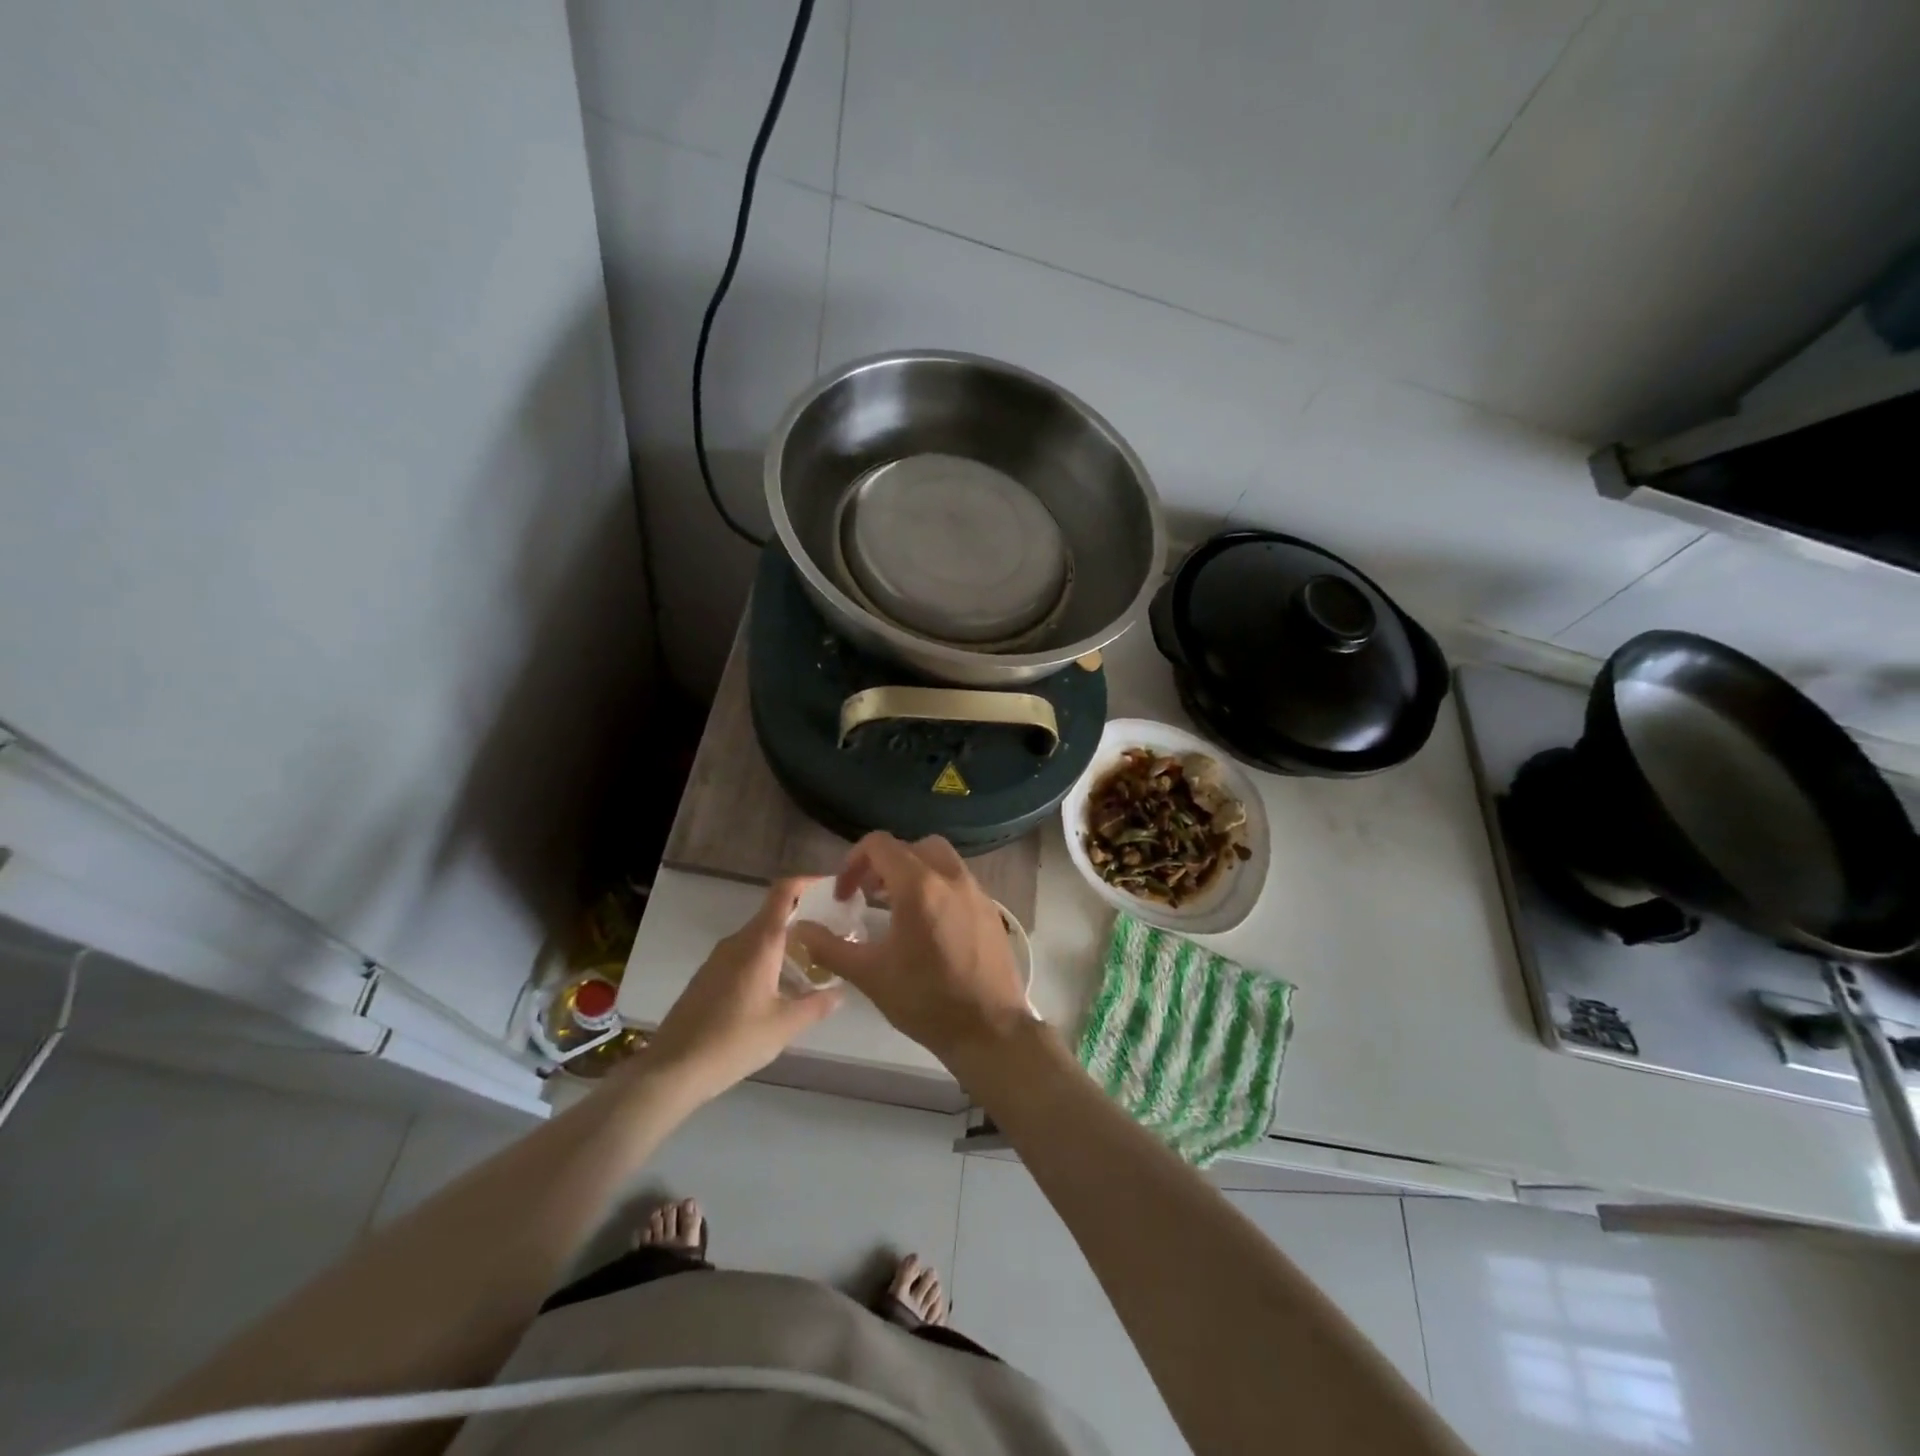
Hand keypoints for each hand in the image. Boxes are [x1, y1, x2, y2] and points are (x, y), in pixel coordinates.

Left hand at [646, 878, 842, 1102]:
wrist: (672, 1069)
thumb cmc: (733, 1041)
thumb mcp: (784, 1026)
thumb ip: (817, 1005)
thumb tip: (840, 992)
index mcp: (759, 943)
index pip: (783, 892)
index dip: (807, 882)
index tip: (831, 889)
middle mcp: (737, 941)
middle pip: (773, 915)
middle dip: (803, 920)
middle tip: (831, 937)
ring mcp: (718, 958)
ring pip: (758, 938)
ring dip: (784, 944)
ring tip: (810, 966)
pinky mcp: (707, 976)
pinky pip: (743, 955)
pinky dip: (765, 960)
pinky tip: (777, 989)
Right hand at [792, 833, 1033, 1066]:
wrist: (990, 1029)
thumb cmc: (926, 1001)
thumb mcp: (870, 975)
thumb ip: (830, 947)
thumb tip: (800, 928)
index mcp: (919, 886)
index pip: (880, 845)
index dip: (853, 862)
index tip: (844, 895)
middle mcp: (951, 877)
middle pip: (913, 846)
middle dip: (886, 862)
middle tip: (870, 894)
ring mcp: (976, 891)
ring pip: (941, 859)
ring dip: (914, 871)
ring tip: (897, 907)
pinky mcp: (991, 909)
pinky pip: (959, 880)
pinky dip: (938, 886)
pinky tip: (929, 925)